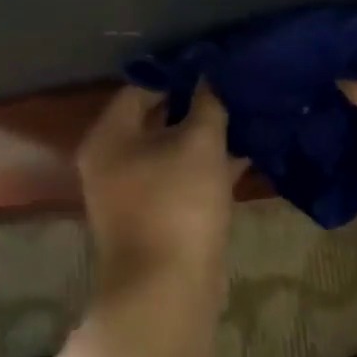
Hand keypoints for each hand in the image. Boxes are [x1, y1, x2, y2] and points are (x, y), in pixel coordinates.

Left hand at [77, 85, 246, 301]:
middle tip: (234, 87)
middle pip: (155, 120)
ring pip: (173, 152)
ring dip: (206, 137)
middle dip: (196, 105)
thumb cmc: (177, 204)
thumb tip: (210, 75)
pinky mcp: (156, 218)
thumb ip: (207, 104)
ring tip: (246, 115)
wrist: (167, 292)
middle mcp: (112, 161)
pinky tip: (245, 155)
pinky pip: (182, 180)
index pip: (140, 88)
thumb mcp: (199, 144)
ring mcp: (132, 193)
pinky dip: (208, 168)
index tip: (214, 65)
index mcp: (109, 137)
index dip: (178, 74)